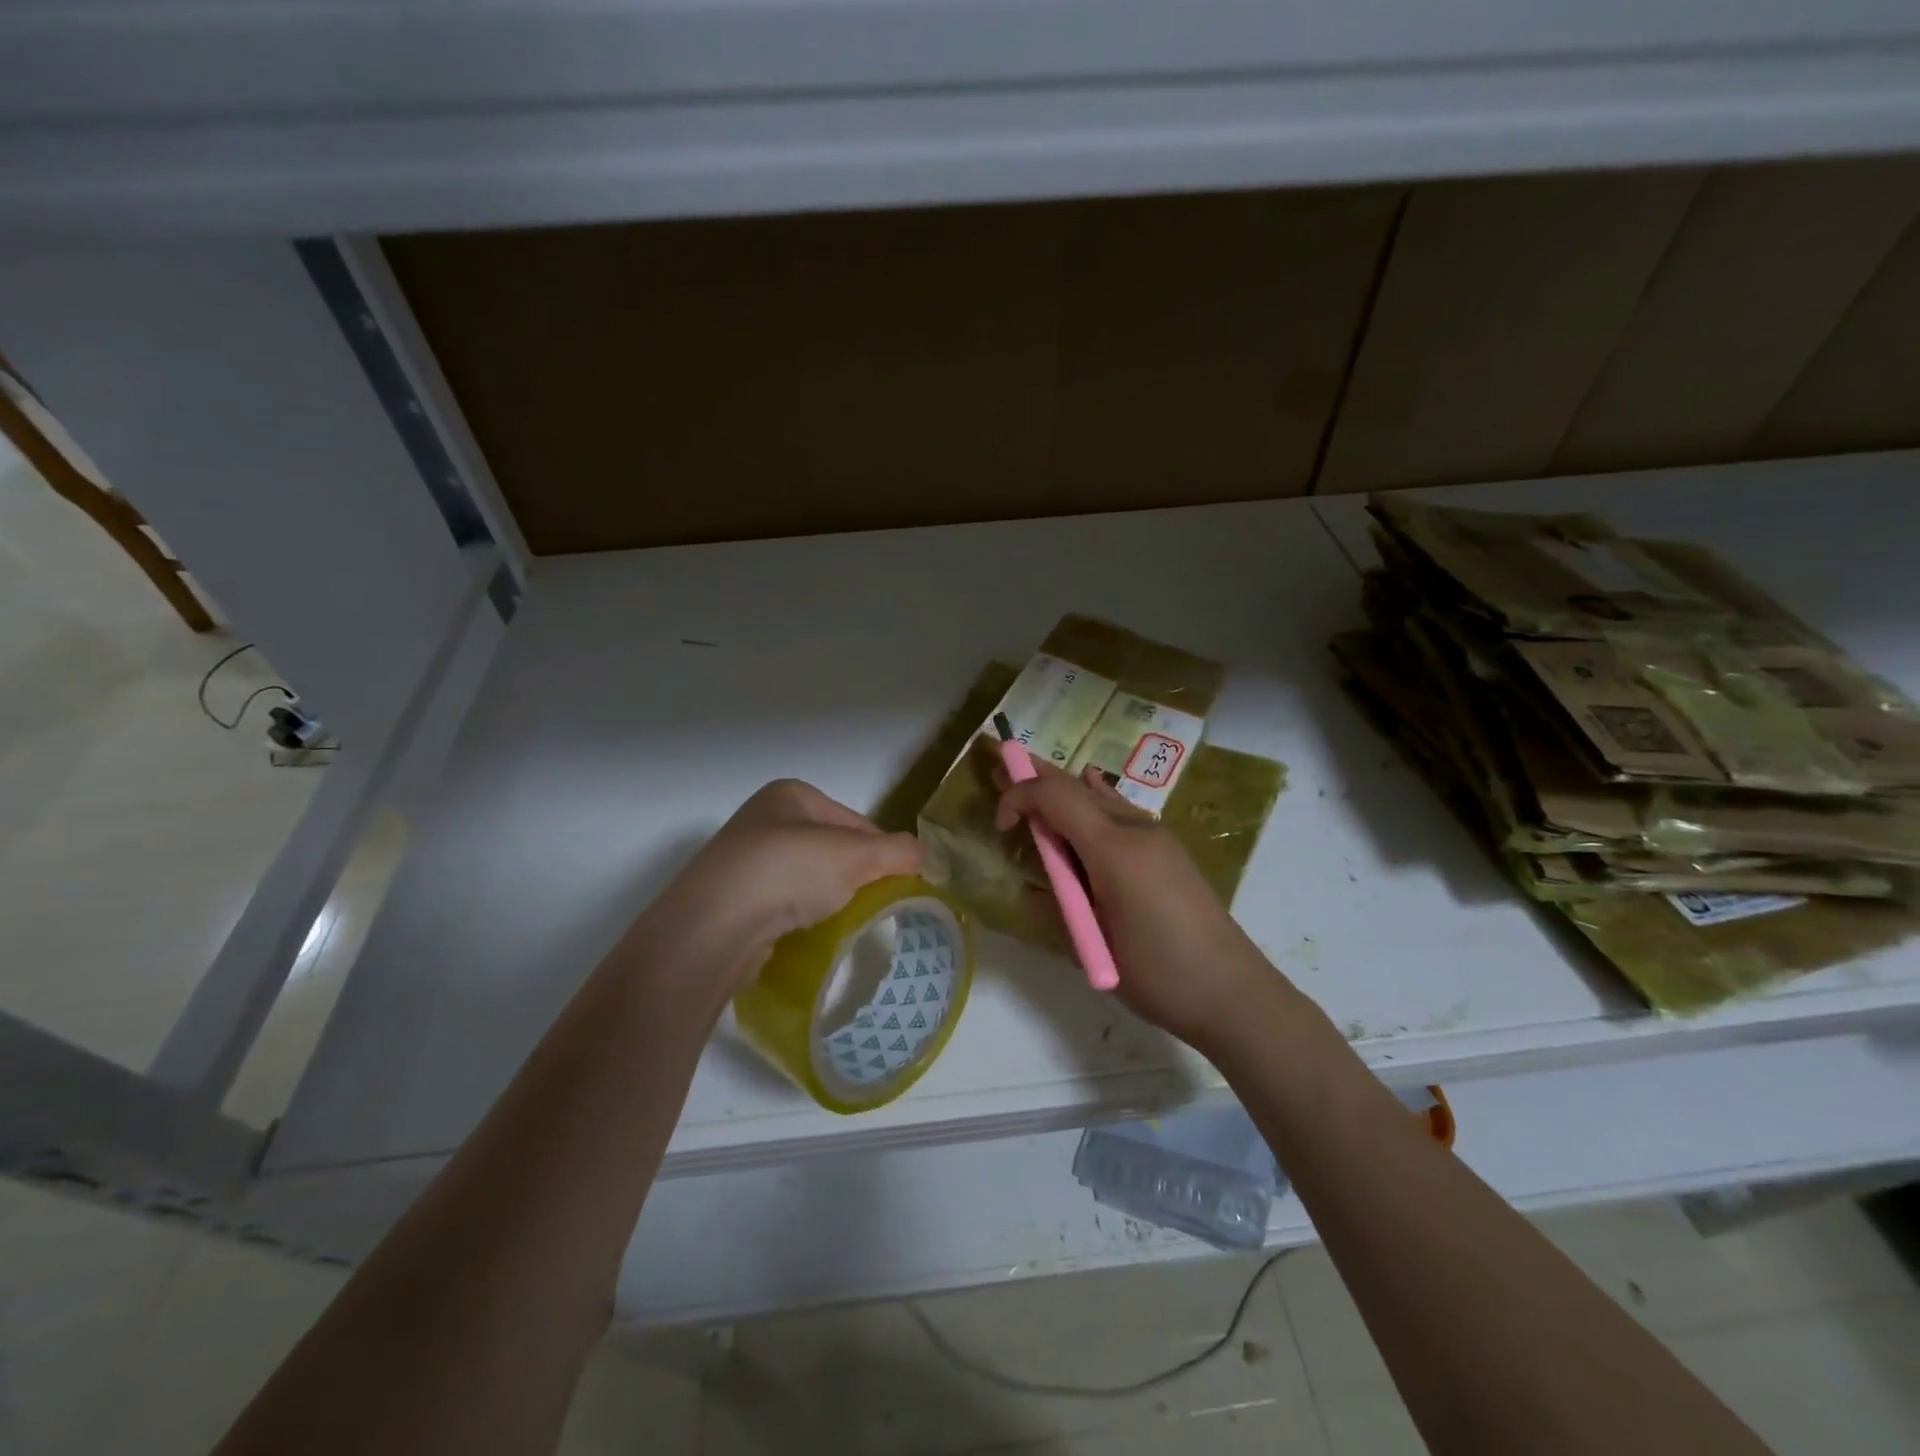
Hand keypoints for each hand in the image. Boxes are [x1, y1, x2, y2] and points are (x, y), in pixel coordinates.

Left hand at [622, 780, 923, 1002]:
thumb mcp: (857, 856)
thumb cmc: (789, 871)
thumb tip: (927, 855)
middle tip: (874, 907)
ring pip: (807, 879)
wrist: (715, 926)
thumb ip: (899, 852)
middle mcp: (764, 819)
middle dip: (855, 877)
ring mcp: (743, 861)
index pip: (856, 822)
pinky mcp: (731, 900)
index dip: (883, 852)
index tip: (900, 884)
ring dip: (827, 899)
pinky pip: (782, 905)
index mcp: (792, 795)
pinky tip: (807, 935)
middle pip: (831, 849)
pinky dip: (799, 918)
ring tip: (841, 924)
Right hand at [995, 761, 1279, 1048]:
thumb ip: (1055, 908)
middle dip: (1036, 776)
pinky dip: (1094, 799)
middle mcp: (1136, 829)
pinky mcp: (1168, 849)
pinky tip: (1090, 790)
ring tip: (1034, 780)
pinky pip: (1121, 810)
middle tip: (1002, 764)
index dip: (1020, 795)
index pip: (1056, 796)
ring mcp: (1157, 836)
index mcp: (1113, 849)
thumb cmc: (1157, 973)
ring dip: (1064, 788)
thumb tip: (1031, 890)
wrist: (1232, 992)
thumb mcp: (1093, 946)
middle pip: (1077, 786)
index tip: (999, 824)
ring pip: (1100, 794)